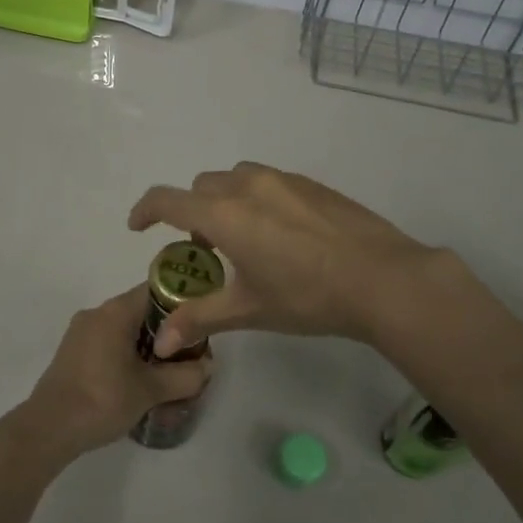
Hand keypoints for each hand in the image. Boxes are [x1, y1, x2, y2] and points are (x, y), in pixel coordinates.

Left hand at [5, 286, 213, 462]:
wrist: (49, 428)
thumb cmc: (102, 400)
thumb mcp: (151, 390)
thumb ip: (185, 376)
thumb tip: (207, 366)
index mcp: (116, 311)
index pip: (157, 291)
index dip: (181, 304)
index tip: (198, 326)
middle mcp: (97, 312)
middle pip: (141, 310)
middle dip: (166, 331)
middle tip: (187, 356)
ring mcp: (81, 331)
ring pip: (124, 329)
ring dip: (146, 346)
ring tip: (165, 373)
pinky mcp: (73, 351)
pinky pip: (108, 342)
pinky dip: (126, 354)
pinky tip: (137, 382)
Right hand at [128, 162, 442, 354]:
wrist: (383, 278)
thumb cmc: (308, 296)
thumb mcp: (249, 309)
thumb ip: (200, 319)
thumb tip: (160, 343)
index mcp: (224, 214)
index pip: (167, 200)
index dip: (145, 211)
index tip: (139, 228)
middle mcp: (247, 186)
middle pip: (200, 188)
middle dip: (191, 213)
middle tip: (206, 251)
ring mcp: (282, 180)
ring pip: (235, 179)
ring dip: (224, 202)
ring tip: (245, 240)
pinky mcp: (310, 183)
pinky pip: (268, 182)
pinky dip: (256, 199)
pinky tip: (283, 235)